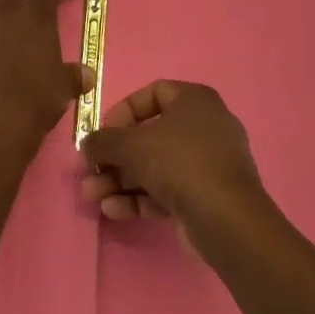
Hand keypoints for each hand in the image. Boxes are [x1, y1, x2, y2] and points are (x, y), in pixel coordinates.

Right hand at [80, 81, 267, 234]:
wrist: (226, 220)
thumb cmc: (178, 163)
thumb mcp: (130, 145)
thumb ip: (103, 141)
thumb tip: (87, 145)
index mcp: (194, 101)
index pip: (152, 93)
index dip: (123, 111)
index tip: (103, 132)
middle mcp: (204, 127)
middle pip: (149, 136)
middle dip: (114, 156)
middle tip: (90, 171)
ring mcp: (208, 164)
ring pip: (155, 166)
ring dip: (120, 180)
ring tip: (92, 196)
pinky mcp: (206, 196)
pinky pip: (167, 189)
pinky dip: (140, 197)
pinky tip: (112, 210)